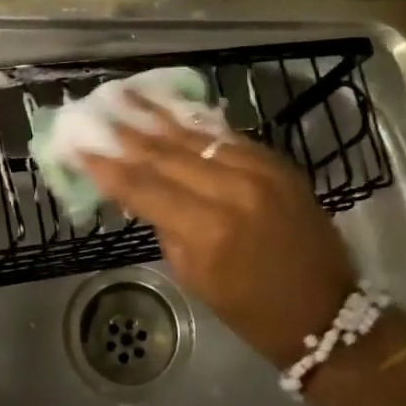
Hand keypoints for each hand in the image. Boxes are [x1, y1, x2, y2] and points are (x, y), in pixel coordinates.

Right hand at [80, 106, 360, 368]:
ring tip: (124, 93)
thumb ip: (166, 227)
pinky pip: (226, 136)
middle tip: (93, 111)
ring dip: (155, 115)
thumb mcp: (196, 278)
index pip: (144, 187)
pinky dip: (194, 124)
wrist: (327, 312)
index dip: (107, 166)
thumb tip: (138, 191)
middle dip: (125, 133)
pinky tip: (169, 107)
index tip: (78, 145)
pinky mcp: (277, 162)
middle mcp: (233, 190)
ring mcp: (259, 170)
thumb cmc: (253, 310)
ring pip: (195, 136)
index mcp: (209, 230)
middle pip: (166, 153)